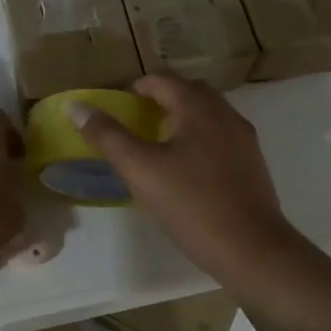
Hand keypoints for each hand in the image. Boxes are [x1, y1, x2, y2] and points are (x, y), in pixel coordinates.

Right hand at [72, 75, 298, 280]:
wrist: (252, 249)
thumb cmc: (192, 204)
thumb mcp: (140, 169)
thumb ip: (108, 136)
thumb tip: (77, 107)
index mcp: (199, 109)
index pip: (163, 81)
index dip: (135, 88)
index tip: (116, 105)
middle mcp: (226, 115)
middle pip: (190, 92)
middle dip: (162, 98)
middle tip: (136, 119)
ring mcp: (244, 141)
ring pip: (209, 115)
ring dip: (182, 118)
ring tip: (157, 144)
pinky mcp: (253, 165)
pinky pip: (220, 137)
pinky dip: (199, 139)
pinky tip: (185, 169)